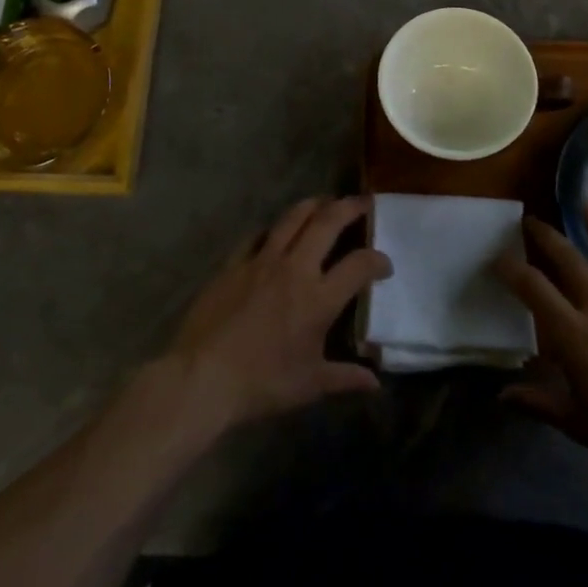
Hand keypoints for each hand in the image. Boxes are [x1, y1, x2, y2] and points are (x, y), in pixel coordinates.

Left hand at [164, 196, 390, 429]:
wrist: (203, 377)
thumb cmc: (262, 383)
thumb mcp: (310, 384)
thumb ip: (345, 377)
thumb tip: (375, 383)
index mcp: (319, 297)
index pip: (359, 265)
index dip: (378, 260)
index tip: (385, 265)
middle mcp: (294, 268)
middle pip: (327, 222)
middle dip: (350, 207)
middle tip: (363, 202)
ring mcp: (261, 261)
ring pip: (292, 218)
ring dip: (313, 205)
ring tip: (325, 202)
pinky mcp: (233, 263)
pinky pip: (257, 236)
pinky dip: (272, 229)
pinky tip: (275, 232)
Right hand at [494, 205, 587, 498]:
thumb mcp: (576, 423)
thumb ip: (538, 402)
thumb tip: (502, 395)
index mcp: (574, 334)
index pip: (534, 289)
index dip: (512, 270)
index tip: (498, 258)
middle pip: (570, 260)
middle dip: (547, 237)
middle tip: (532, 221)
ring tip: (585, 202)